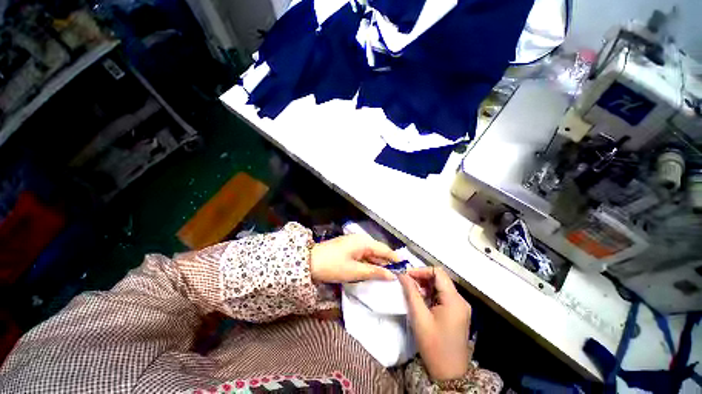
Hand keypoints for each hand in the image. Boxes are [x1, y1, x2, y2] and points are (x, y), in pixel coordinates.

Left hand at [310, 234, 399, 282]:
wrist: (309, 262)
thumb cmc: (333, 266)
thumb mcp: (355, 271)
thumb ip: (375, 272)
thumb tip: (392, 275)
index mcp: (364, 242)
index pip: (385, 250)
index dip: (395, 259)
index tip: (406, 268)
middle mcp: (361, 239)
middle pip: (378, 250)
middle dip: (387, 262)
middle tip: (398, 275)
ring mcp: (354, 242)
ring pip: (371, 253)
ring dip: (378, 263)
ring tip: (388, 274)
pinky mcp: (349, 247)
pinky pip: (363, 254)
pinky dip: (369, 262)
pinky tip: (373, 270)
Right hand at [398, 267, 471, 380]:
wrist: (449, 374)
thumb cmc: (433, 346)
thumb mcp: (419, 317)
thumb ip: (411, 292)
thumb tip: (402, 274)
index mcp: (454, 301)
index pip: (438, 273)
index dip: (421, 270)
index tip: (406, 275)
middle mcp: (461, 300)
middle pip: (440, 278)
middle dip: (422, 277)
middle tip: (407, 282)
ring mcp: (461, 307)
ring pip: (441, 286)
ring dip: (426, 285)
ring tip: (413, 291)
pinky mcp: (458, 312)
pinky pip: (443, 295)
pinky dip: (431, 293)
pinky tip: (422, 300)